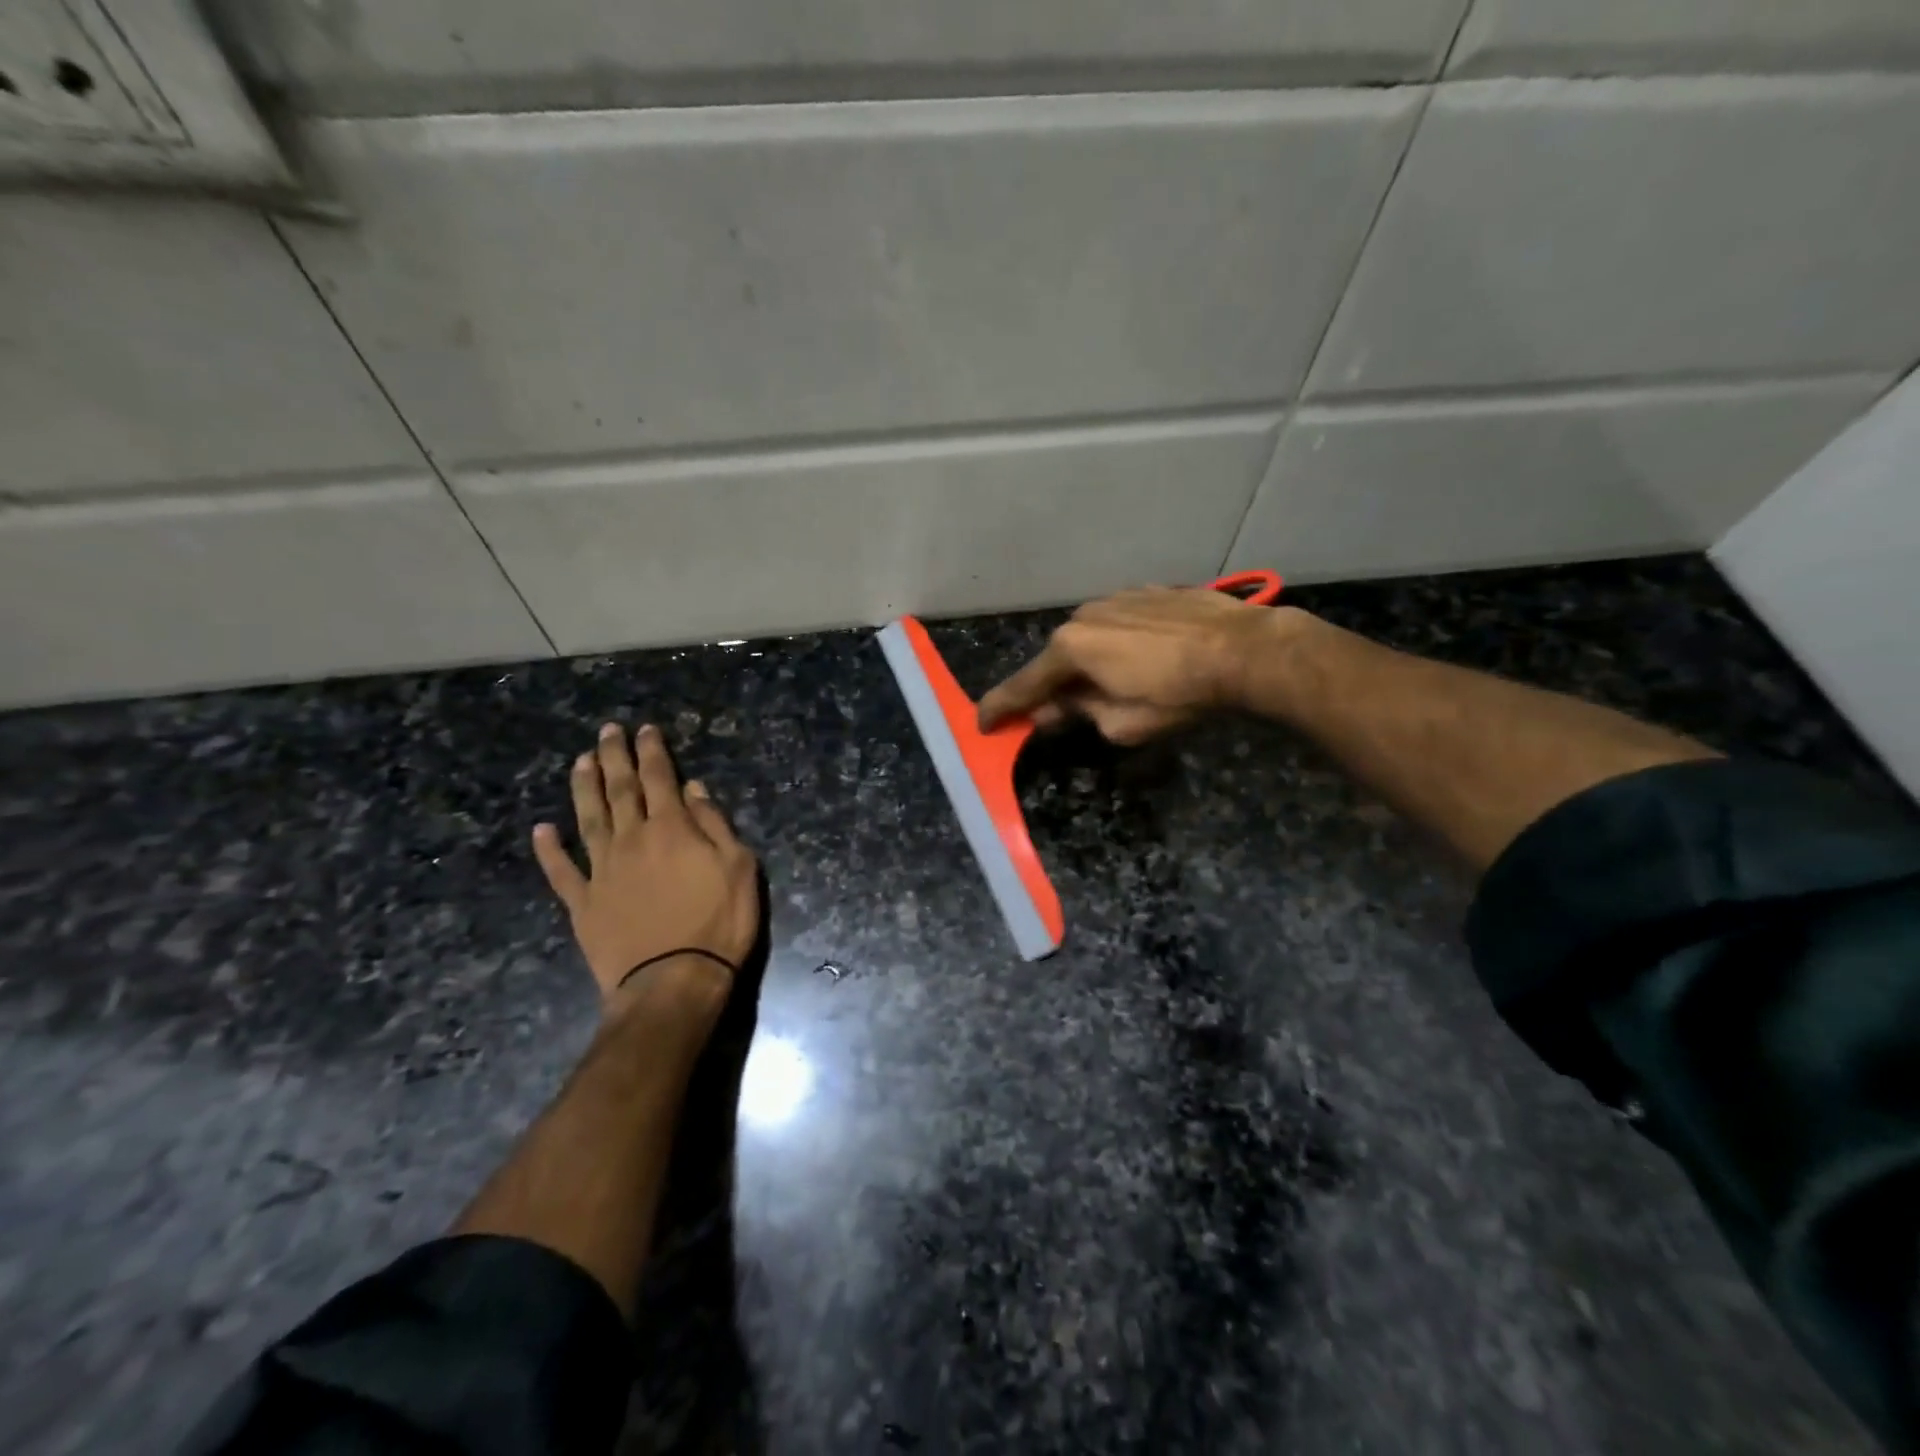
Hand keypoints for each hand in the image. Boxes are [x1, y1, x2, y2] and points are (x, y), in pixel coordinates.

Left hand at [533, 722, 758, 1017]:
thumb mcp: (738, 868)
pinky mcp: (583, 903)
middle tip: (607, 731)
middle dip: (614, 757)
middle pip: (620, 790)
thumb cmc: (718, 923)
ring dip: (584, 788)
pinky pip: (561, 871)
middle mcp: (632, 840)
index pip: (660, 779)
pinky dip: (549, 850)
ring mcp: (602, 871)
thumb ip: (714, 825)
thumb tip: (693, 789)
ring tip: (580, 762)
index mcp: (672, 829)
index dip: (652, 752)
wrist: (673, 981)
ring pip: (589, 819)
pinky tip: (541, 830)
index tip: (645, 730)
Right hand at [977, 587, 1303, 744]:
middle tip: (1059, 714)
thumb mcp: (1122, 723)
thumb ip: (1079, 714)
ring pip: (1086, 638)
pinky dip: (1115, 644)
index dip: (1001, 708)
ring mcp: (1115, 598)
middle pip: (1056, 660)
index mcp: (1071, 649)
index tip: (983, 723)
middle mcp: (1083, 615)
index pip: (1024, 685)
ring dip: (1087, 664)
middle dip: (1053, 688)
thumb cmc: (1178, 693)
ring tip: (1113, 685)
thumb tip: (1053, 709)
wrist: (1243, 649)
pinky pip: (1116, 624)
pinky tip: (1141, 659)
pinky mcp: (1146, 592)